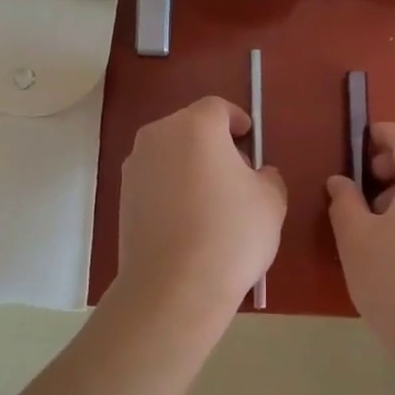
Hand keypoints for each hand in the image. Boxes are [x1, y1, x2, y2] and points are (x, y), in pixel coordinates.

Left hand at [111, 95, 285, 329]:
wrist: (173, 286)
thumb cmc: (230, 233)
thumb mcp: (271, 201)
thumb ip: (267, 177)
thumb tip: (256, 176)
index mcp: (196, 126)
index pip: (218, 108)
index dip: (237, 120)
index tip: (250, 139)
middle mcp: (159, 135)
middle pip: (191, 128)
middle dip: (214, 144)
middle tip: (236, 174)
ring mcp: (135, 166)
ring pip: (170, 154)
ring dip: (190, 166)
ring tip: (212, 202)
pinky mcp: (123, 197)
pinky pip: (155, 180)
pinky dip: (172, 189)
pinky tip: (188, 221)